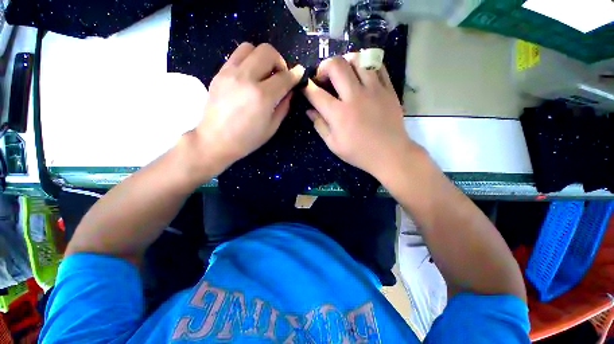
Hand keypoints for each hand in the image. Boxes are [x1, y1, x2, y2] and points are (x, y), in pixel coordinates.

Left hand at [188, 42, 303, 178]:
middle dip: (280, 61)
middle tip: (280, 76)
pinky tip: (250, 77)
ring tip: (264, 73)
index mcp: (262, 96)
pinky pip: (236, 56)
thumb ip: (284, 106)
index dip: (295, 74)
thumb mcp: (272, 127)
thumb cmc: (247, 139)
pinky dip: (248, 61)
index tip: (299, 74)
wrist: (216, 140)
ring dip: (262, 57)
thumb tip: (289, 91)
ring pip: (250, 47)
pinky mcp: (219, 73)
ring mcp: (230, 73)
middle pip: (267, 52)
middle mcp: (246, 78)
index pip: (284, 77)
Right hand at [302, 53, 416, 179]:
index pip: (316, 94)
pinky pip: (377, 66)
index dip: (307, 88)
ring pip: (358, 59)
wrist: (390, 154)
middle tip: (323, 77)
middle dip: (324, 67)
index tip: (305, 87)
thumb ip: (320, 126)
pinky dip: (366, 66)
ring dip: (345, 63)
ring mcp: (374, 90)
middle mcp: (355, 97)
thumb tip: (309, 111)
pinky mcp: (388, 89)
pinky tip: (362, 75)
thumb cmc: (359, 153)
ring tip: (343, 74)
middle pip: (336, 66)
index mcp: (339, 114)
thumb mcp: (334, 145)